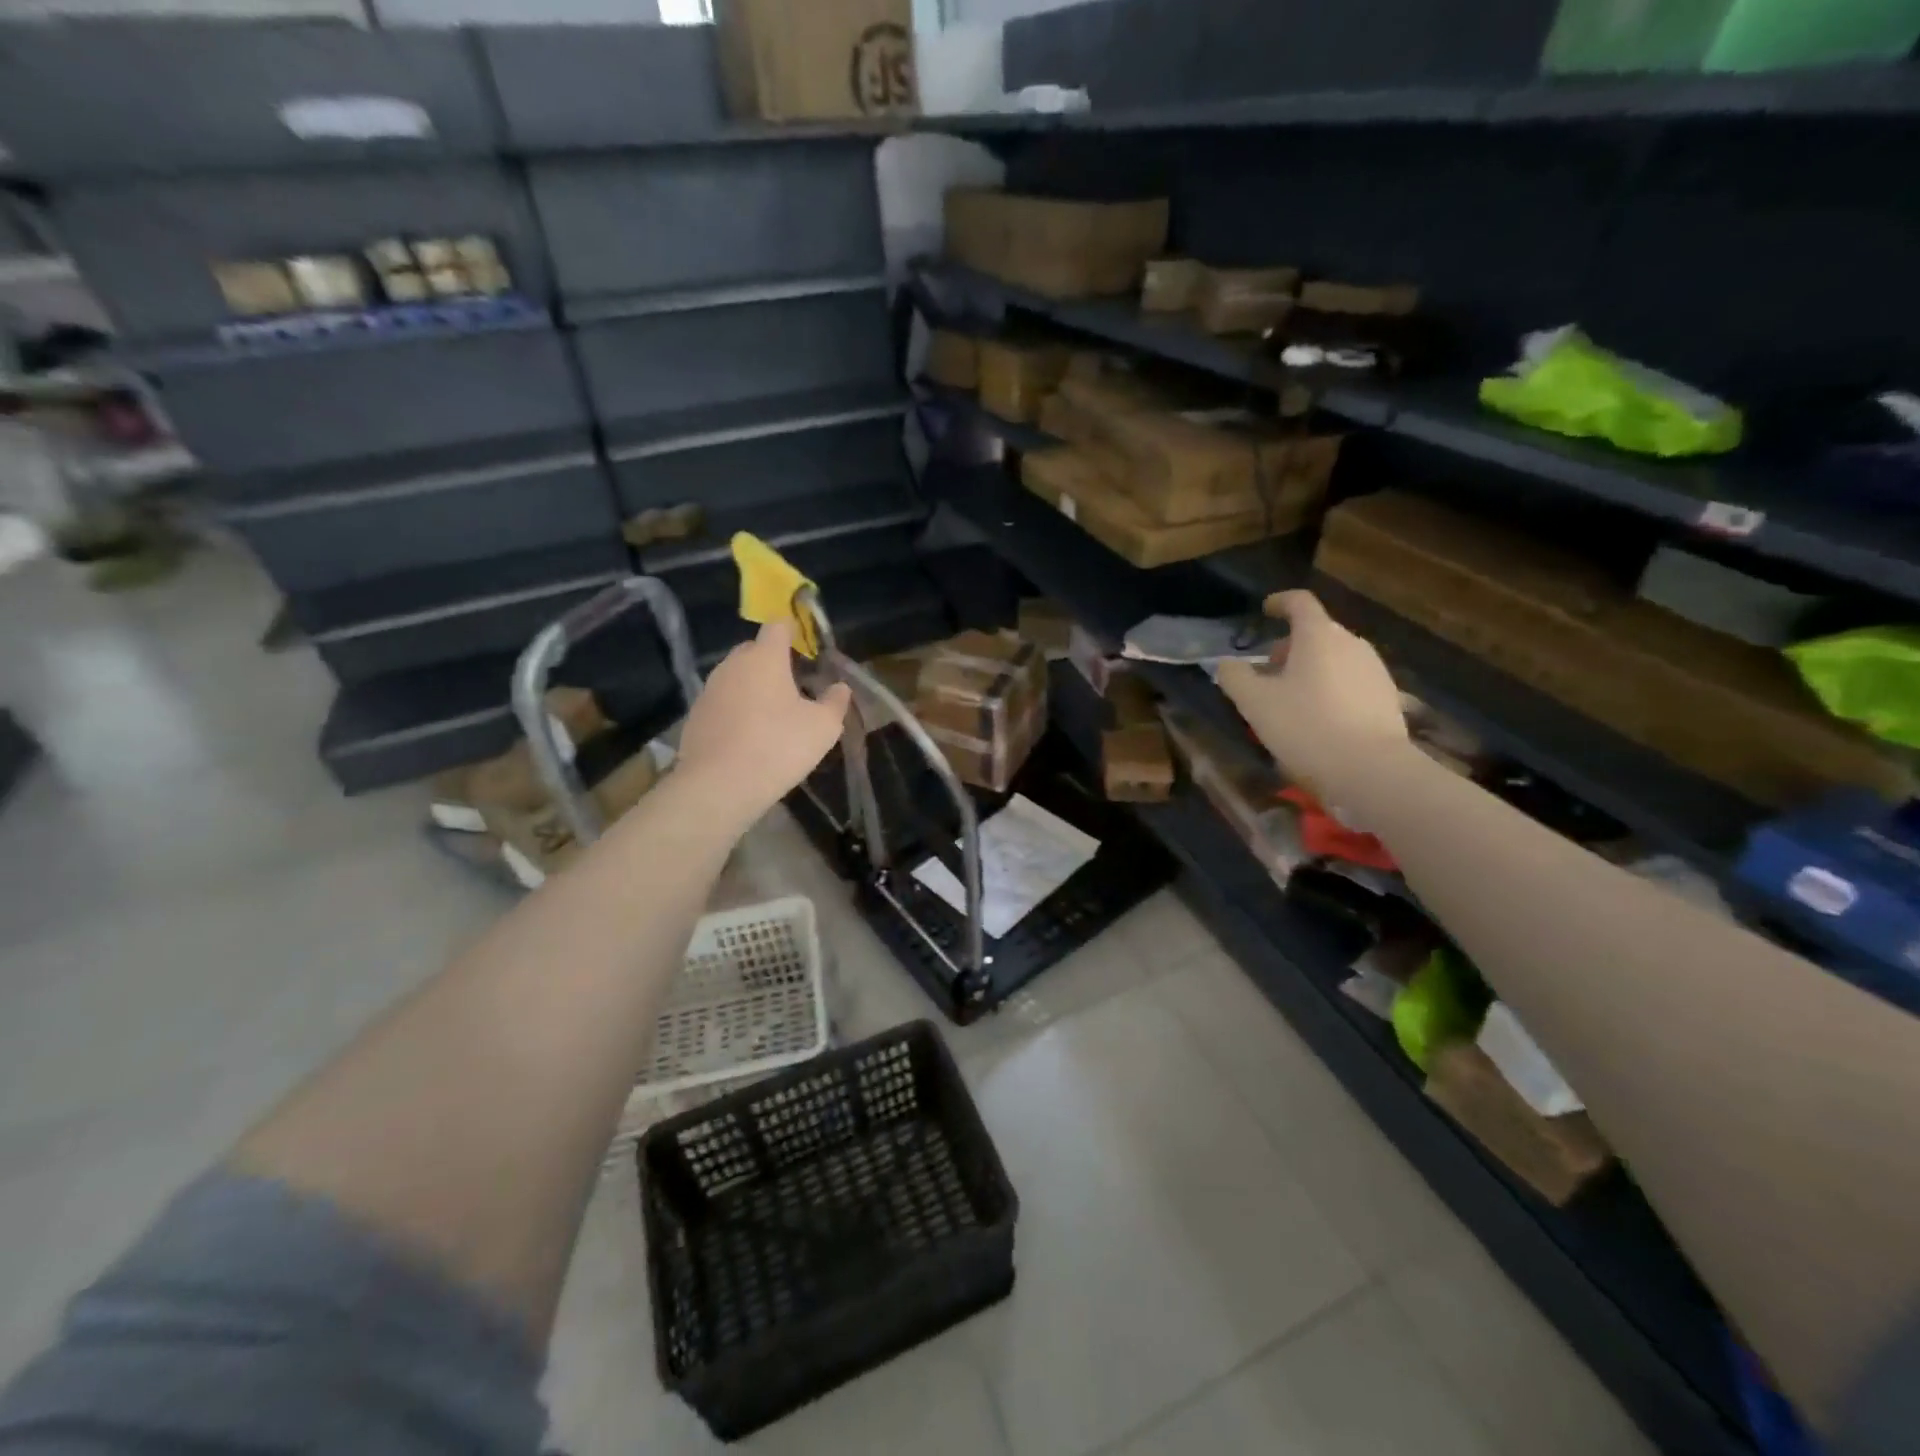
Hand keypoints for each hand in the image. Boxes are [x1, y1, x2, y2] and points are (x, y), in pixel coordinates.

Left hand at [676, 621, 852, 826]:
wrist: (719, 785)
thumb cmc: (778, 746)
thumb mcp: (823, 727)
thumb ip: (835, 702)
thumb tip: (840, 687)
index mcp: (765, 658)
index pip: (778, 626)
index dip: (793, 631)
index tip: (806, 647)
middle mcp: (733, 665)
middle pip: (754, 651)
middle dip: (773, 661)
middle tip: (794, 685)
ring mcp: (710, 690)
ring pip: (736, 677)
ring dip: (753, 688)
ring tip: (772, 714)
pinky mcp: (695, 716)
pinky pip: (722, 703)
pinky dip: (736, 711)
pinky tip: (749, 736)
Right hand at [1216, 590, 1407, 803]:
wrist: (1371, 769)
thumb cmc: (1306, 726)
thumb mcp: (1254, 703)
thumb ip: (1234, 676)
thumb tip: (1226, 663)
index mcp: (1318, 636)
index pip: (1299, 602)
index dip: (1279, 602)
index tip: (1264, 612)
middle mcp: (1351, 643)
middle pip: (1317, 632)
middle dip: (1289, 645)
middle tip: (1267, 670)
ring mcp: (1374, 669)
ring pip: (1334, 657)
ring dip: (1310, 668)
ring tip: (1291, 698)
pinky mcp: (1387, 696)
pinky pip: (1351, 680)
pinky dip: (1330, 687)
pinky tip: (1319, 717)